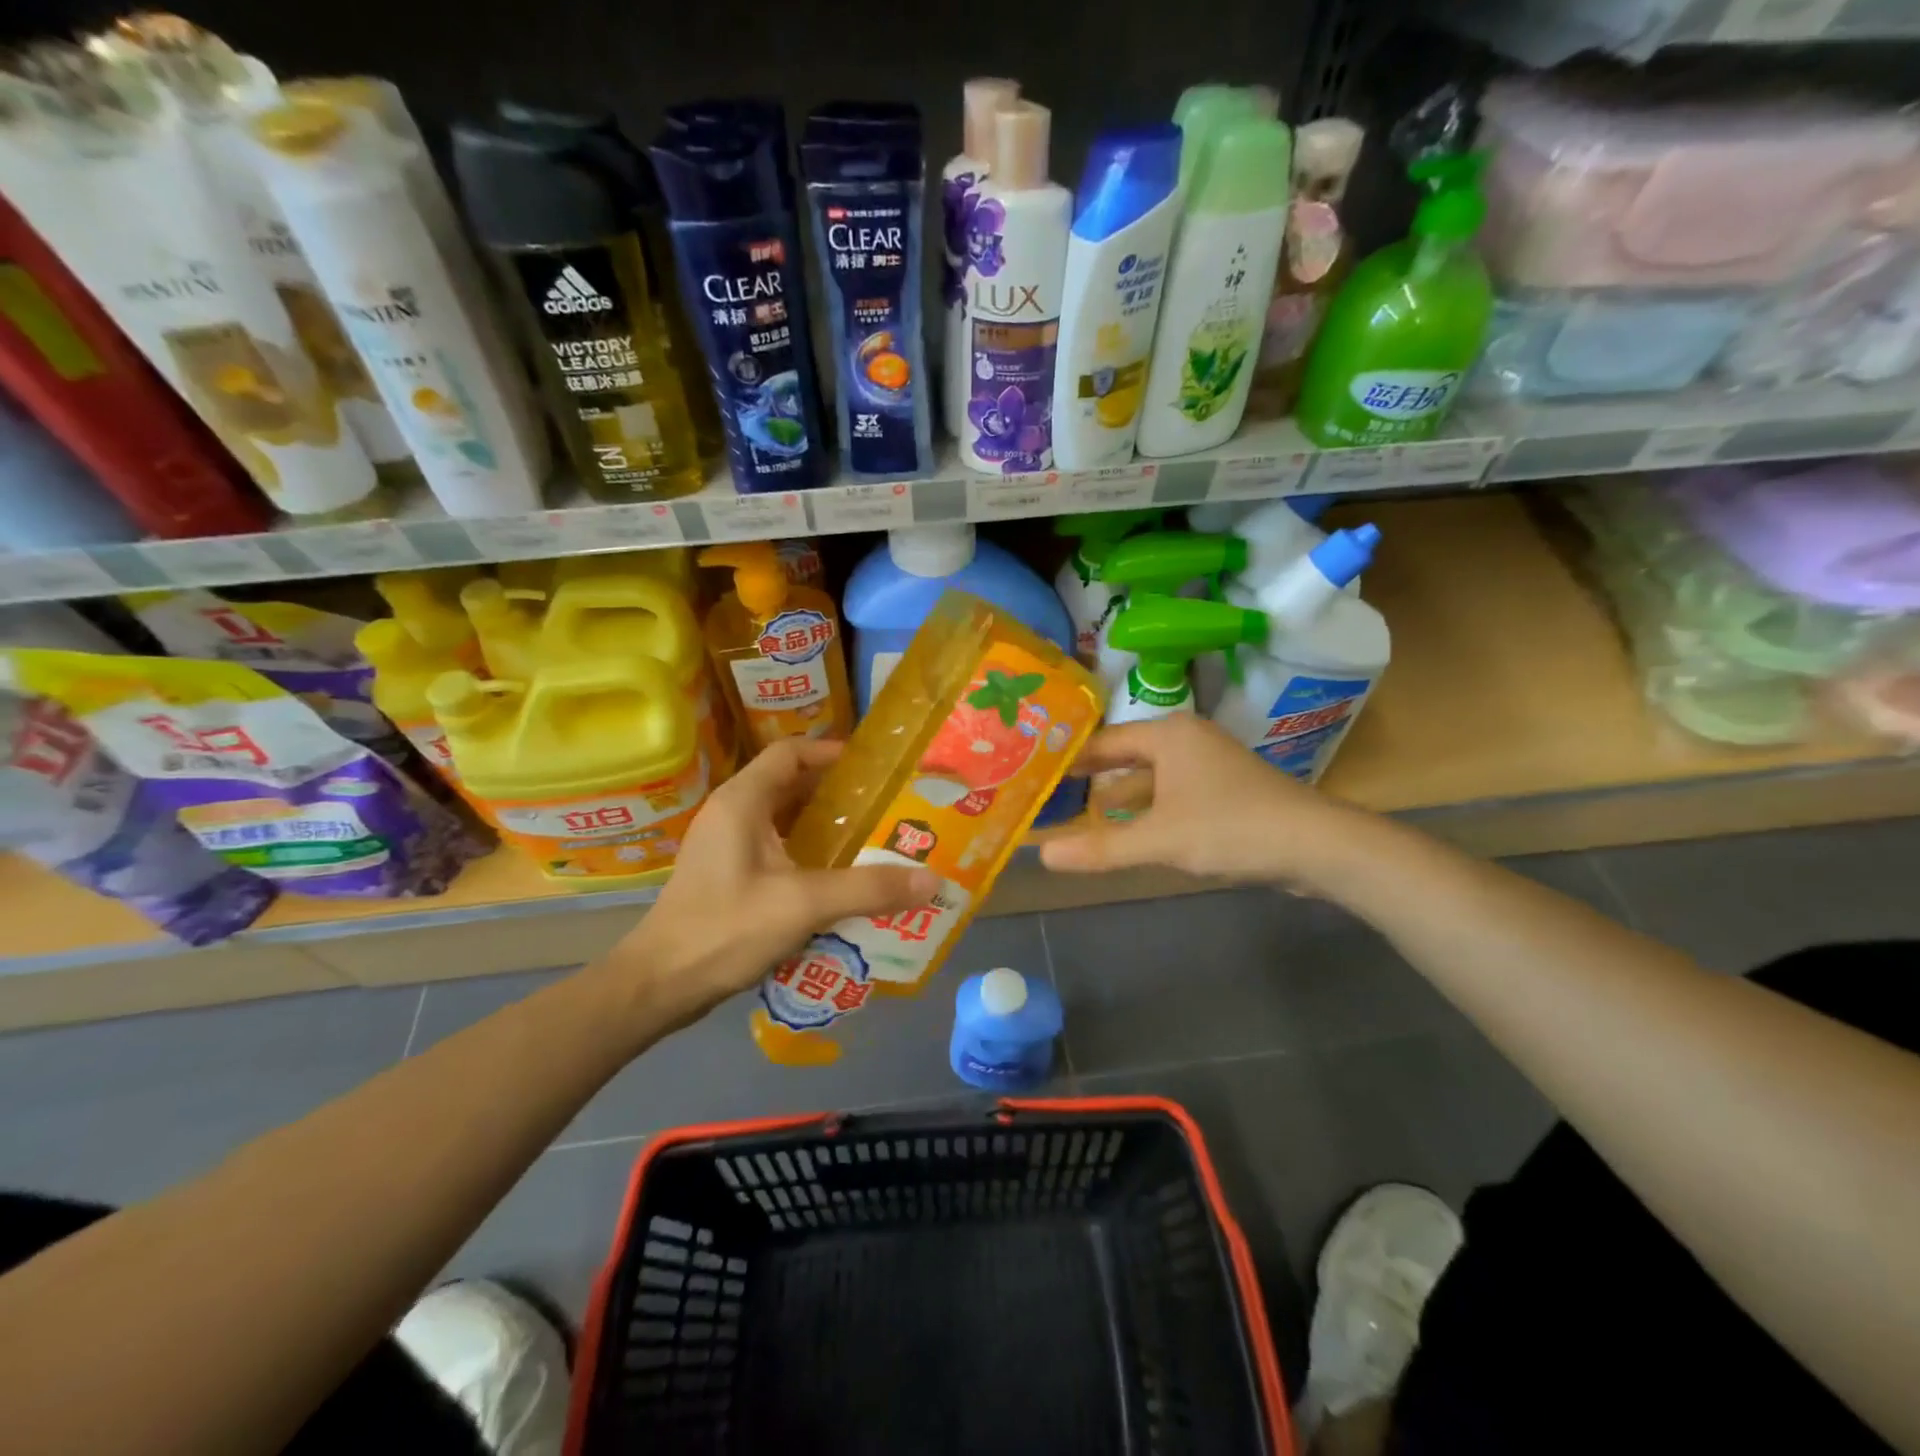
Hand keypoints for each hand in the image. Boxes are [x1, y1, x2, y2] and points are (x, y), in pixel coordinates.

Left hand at [609, 739, 940, 1029]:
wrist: (660, 984)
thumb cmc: (725, 929)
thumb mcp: (803, 904)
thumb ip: (867, 889)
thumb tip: (930, 879)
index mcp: (742, 801)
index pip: (790, 753)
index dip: (831, 752)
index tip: (874, 768)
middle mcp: (732, 814)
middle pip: (790, 784)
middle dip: (837, 793)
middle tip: (884, 806)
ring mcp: (726, 846)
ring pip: (784, 819)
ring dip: (824, 825)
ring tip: (871, 839)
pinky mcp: (727, 875)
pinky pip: (776, 848)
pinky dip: (808, 852)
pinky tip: (838, 878)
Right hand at [1041, 715, 1363, 887]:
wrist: (1316, 846)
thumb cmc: (1230, 827)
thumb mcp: (1159, 840)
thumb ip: (1100, 847)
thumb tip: (1042, 855)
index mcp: (1168, 735)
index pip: (1104, 741)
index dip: (1070, 759)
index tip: (1036, 772)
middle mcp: (1186, 740)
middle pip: (1126, 756)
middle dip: (1093, 778)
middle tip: (1051, 795)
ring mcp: (1208, 764)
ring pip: (1150, 777)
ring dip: (1120, 797)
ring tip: (1081, 816)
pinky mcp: (1224, 790)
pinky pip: (1172, 793)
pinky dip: (1148, 809)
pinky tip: (1130, 831)